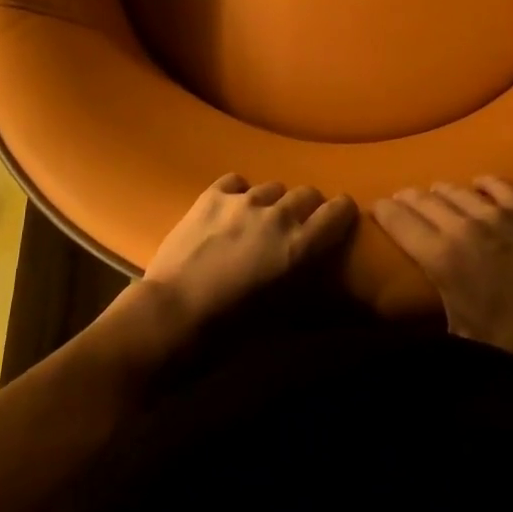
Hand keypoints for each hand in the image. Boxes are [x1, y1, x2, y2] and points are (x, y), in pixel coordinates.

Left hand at [137, 174, 357, 335]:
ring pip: (272, 187)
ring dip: (272, 202)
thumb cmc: (228, 330)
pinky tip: (230, 210)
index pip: (339, 211)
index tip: (339, 219)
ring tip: (258, 220)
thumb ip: (300, 279)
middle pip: (307, 193)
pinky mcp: (212, 195)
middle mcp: (278, 215)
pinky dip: (239, 193)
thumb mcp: (280, 313)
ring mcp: (243, 200)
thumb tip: (311, 270)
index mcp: (300, 246)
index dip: (342, 213)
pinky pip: (237, 182)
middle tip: (295, 226)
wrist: (170, 316)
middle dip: (307, 207)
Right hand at [371, 177, 512, 357]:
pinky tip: (478, 183)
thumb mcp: (463, 335)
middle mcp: (461, 227)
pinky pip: (497, 186)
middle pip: (424, 200)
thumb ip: (439, 313)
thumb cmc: (512, 337)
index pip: (400, 223)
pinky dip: (484, 183)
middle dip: (407, 197)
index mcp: (440, 257)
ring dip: (439, 189)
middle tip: (399, 198)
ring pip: (456, 190)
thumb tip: (422, 315)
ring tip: (432, 191)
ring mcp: (494, 215)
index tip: (375, 207)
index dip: (383, 211)